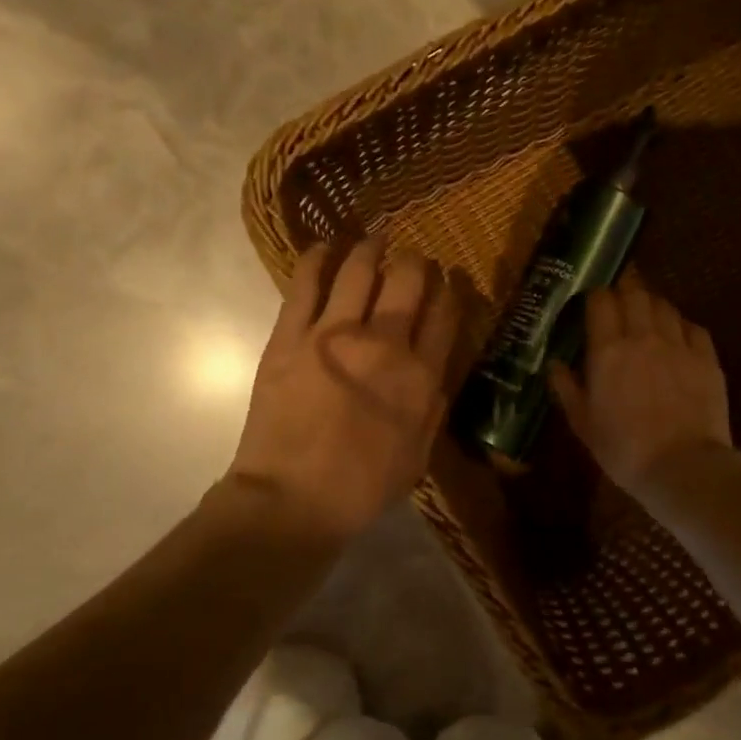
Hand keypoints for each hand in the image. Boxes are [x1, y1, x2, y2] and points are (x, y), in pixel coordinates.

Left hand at [229, 238, 460, 544]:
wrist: (293, 499)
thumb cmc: (362, 487)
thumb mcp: (418, 455)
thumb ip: (432, 407)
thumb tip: (434, 370)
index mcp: (420, 377)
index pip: (444, 314)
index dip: (449, 291)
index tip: (446, 281)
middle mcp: (384, 343)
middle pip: (407, 281)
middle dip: (415, 262)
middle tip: (411, 259)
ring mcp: (334, 334)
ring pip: (359, 270)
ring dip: (371, 248)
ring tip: (374, 240)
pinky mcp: (291, 335)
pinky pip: (306, 283)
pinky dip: (317, 258)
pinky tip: (324, 247)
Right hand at [550, 273, 732, 494]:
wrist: (683, 467)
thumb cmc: (624, 449)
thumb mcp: (583, 424)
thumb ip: (567, 388)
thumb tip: (554, 364)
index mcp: (608, 350)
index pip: (601, 301)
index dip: (596, 296)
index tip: (592, 303)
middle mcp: (643, 337)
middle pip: (635, 294)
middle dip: (625, 291)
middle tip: (620, 303)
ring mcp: (679, 345)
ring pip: (664, 306)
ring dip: (652, 305)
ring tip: (647, 316)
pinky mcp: (707, 359)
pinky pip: (693, 327)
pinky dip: (681, 325)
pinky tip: (678, 336)